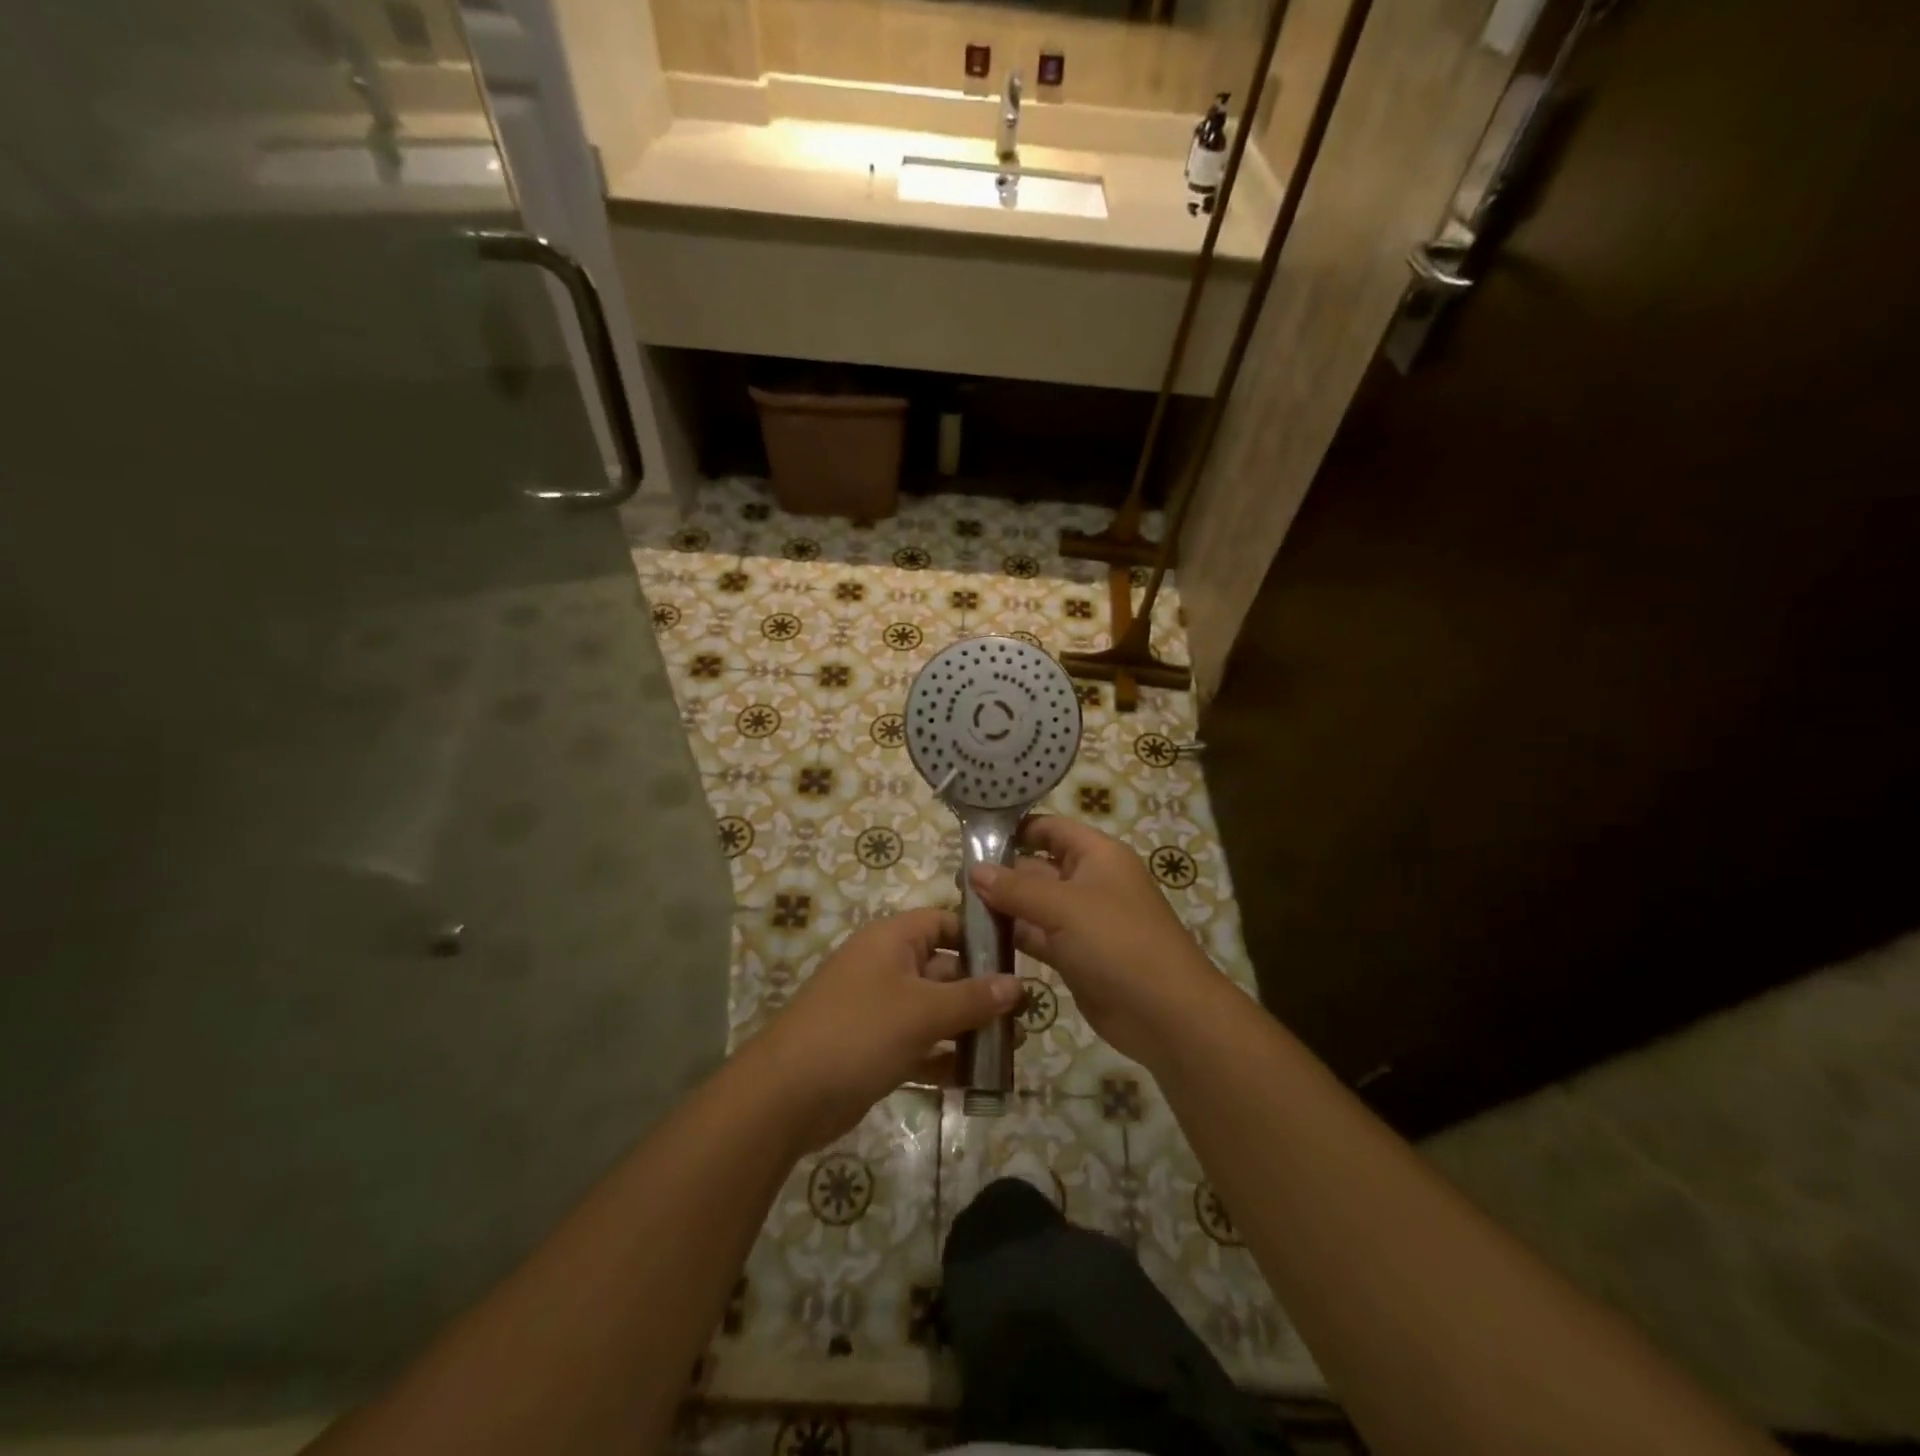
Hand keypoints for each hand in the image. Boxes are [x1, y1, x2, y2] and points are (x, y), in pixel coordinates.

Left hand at [748, 907, 1021, 1151]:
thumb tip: (1018, 985)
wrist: (787, 1096)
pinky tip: (981, 1077)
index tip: (1020, 956)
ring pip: (936, 1011)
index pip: (944, 923)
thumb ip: (973, 998)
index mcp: (892, 940)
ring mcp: (880, 1010)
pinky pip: (921, 1046)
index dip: (980, 936)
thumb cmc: (859, 1032)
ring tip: (1014, 1046)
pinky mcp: (877, 1049)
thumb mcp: (923, 1011)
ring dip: (970, 1027)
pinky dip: (946, 1058)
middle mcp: (887, 968)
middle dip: (983, 990)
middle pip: (945, 969)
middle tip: (1026, 1013)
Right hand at [970, 816, 1227, 1069]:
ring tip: (959, 907)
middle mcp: (1090, 881)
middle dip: (1001, 871)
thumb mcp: (1064, 907)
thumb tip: (974, 870)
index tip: (972, 837)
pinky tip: (980, 938)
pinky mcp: (1076, 955)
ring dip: (1004, 906)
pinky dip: (1015, 935)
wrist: (1166, 1013)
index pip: (1051, 828)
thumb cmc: (1117, 942)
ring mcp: (1083, 921)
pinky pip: (1039, 936)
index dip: (1015, 829)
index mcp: (1097, 855)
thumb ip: (1016, 888)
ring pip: (1035, 904)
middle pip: (1039, 866)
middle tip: (953, 881)